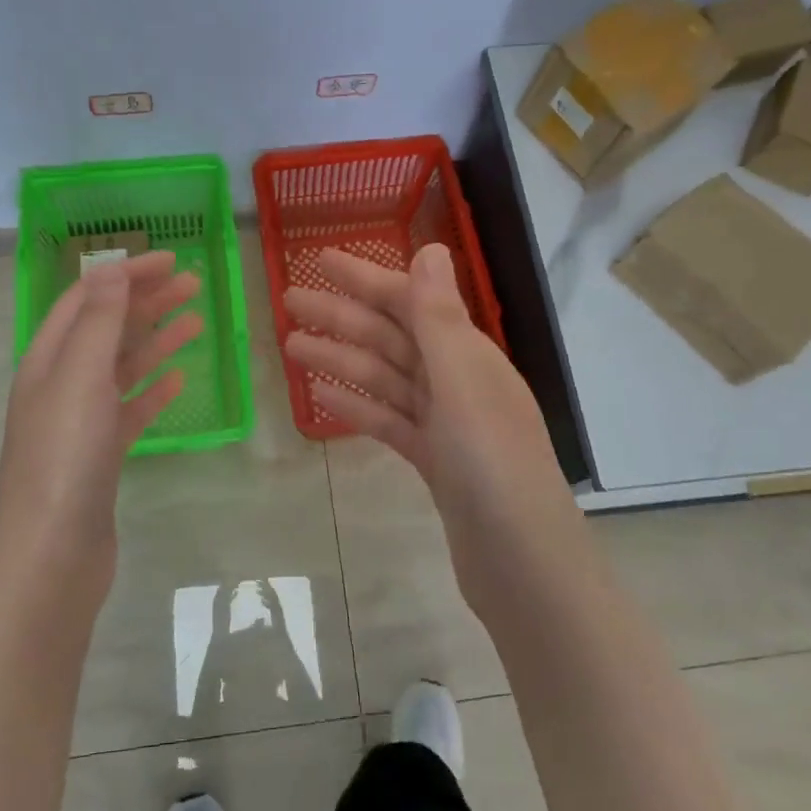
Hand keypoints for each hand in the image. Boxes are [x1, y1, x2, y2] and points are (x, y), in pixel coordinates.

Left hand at [0, 252, 201, 551]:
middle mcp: (61, 383)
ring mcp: (81, 421)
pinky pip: (131, 410)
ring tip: (197, 324)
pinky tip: (179, 383)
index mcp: (48, 358)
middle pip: (107, 328)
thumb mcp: (81, 375)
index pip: (87, 298)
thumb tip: (110, 265)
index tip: (170, 260)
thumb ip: (100, 319)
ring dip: (157, 341)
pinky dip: (154, 391)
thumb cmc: (65, 455)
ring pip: (123, 368)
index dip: (125, 274)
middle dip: (147, 302)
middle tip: (194, 285)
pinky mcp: (101, 455)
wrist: (51, 553)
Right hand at [282, 243, 567, 525]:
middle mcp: (457, 380)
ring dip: (340, 359)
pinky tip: (322, 397)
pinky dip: (357, 405)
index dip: (364, 279)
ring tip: (291, 348)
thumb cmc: (492, 466)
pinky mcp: (433, 460)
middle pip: (391, 338)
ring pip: (384, 379)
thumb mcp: (463, 384)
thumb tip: (430, 247)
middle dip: (341, 318)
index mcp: (467, 355)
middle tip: (289, 303)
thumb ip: (440, 318)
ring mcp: (445, 423)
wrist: (522, 563)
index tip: (320, 260)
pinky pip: (388, 420)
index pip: (409, 302)